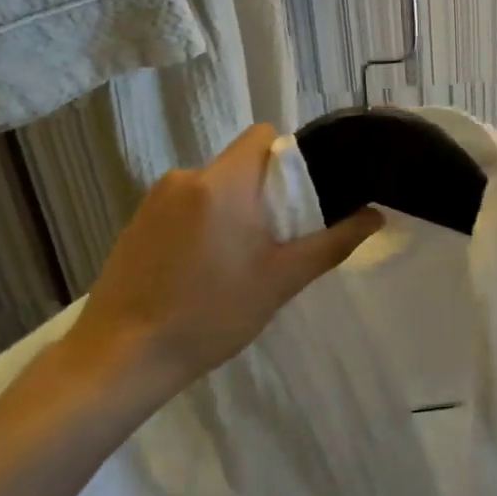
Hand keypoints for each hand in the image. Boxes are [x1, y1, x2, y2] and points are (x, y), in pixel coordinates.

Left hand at [62, 125, 380, 399]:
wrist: (121, 358)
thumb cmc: (210, 315)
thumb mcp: (281, 280)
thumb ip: (332, 243)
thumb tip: (375, 216)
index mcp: (222, 183)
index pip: (262, 137)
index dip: (288, 158)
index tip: (300, 199)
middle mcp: (185, 178)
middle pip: (239, 165)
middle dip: (262, 194)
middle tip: (275, 242)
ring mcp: (153, 201)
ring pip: (212, 189)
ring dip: (231, 211)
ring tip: (236, 263)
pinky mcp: (134, 225)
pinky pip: (184, 208)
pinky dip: (201, 226)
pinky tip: (199, 273)